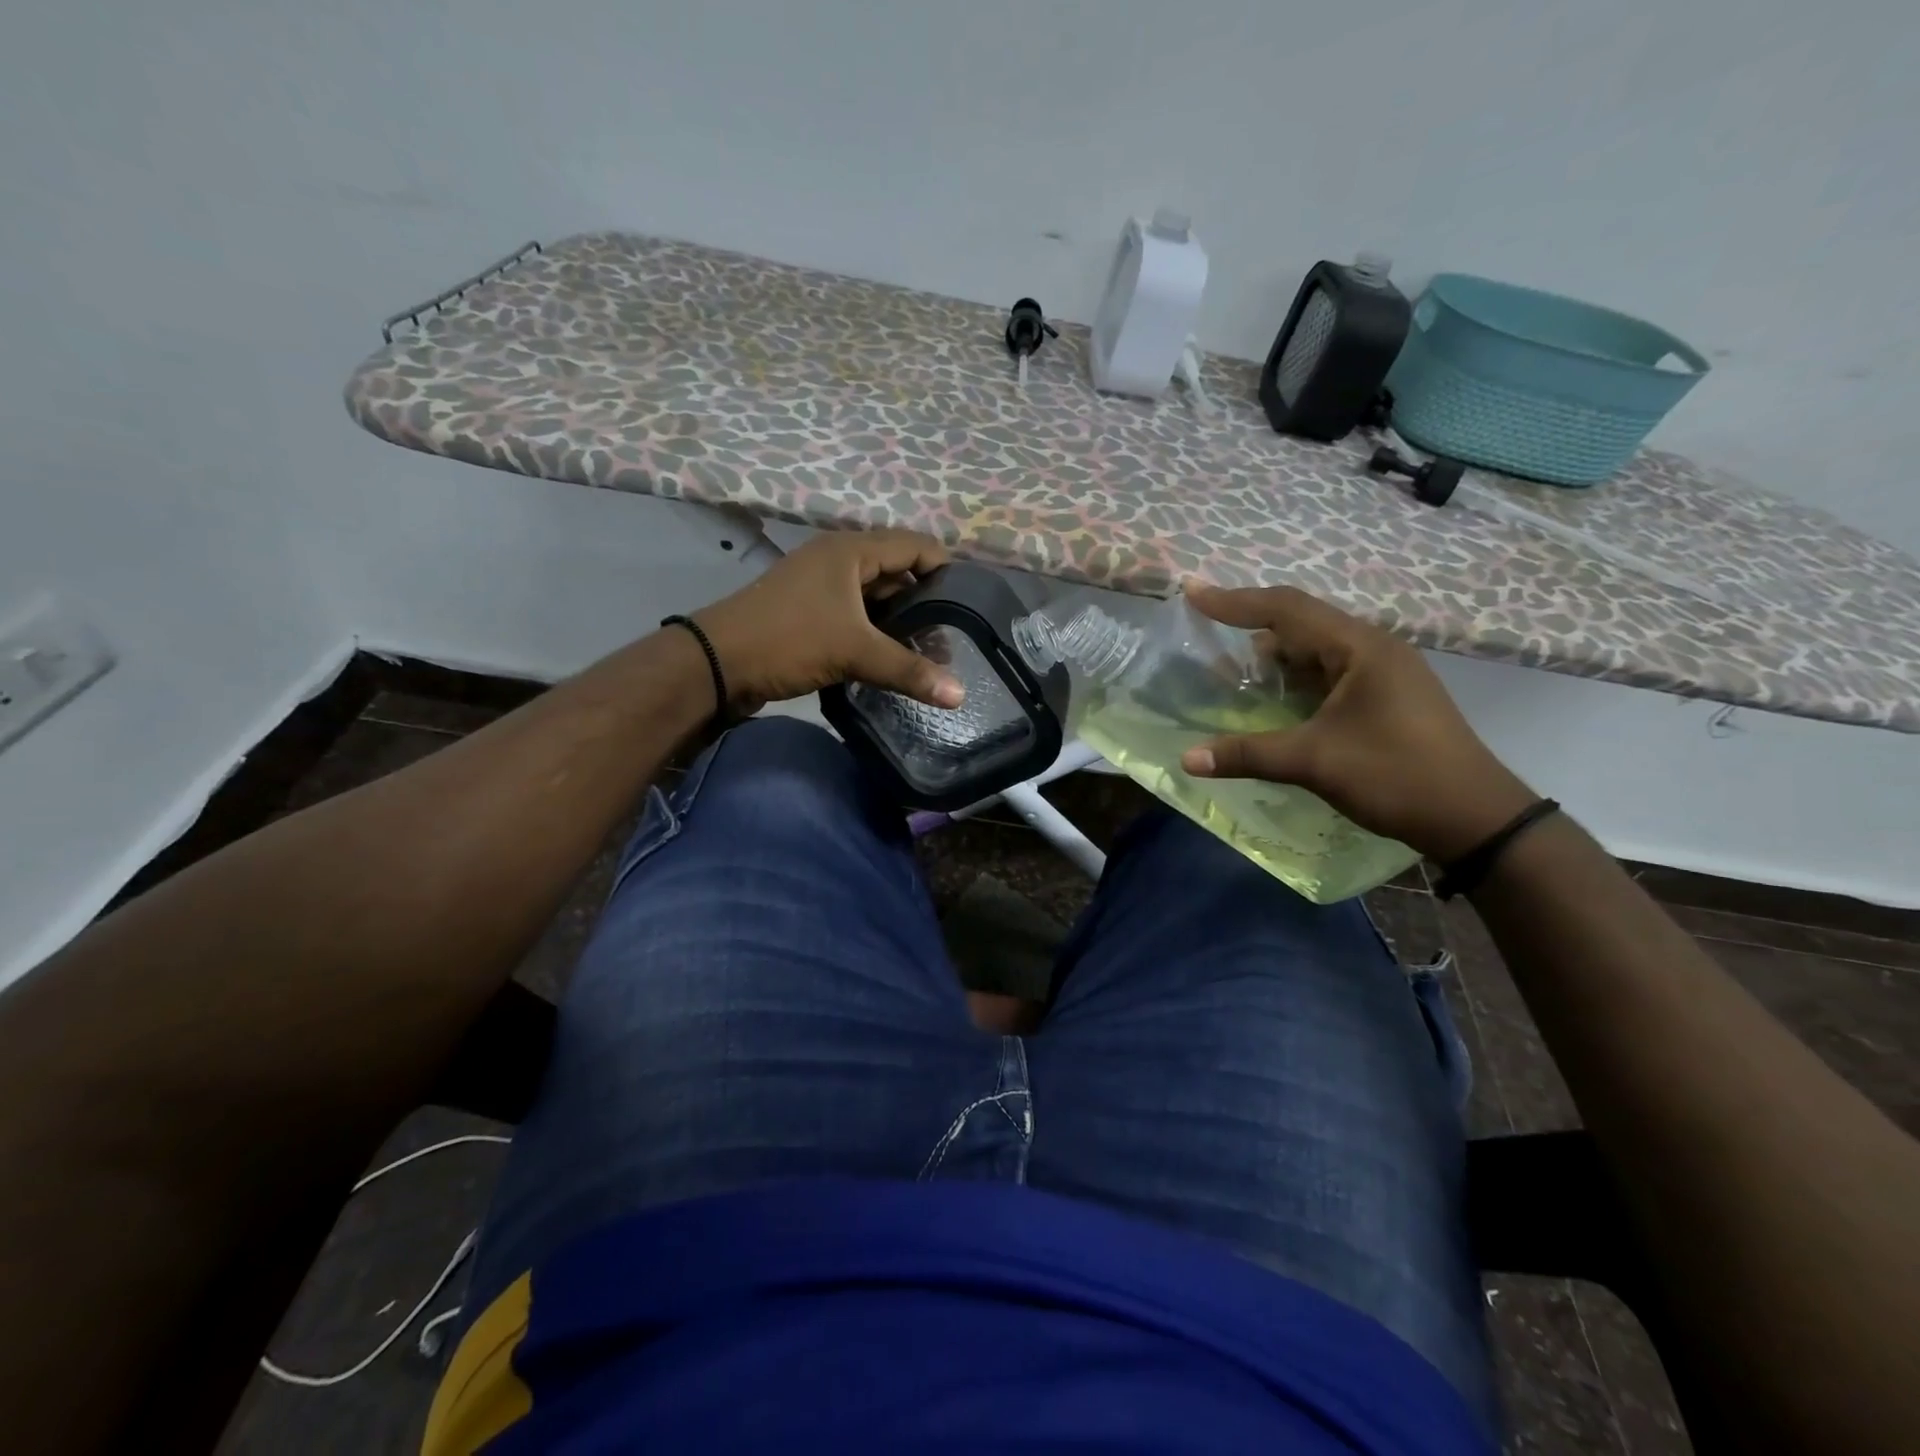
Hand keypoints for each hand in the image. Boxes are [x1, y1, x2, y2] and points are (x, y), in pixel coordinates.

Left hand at [692, 529, 965, 712]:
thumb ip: (909, 670)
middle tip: (951, 638)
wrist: (716, 663)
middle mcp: (838, 560)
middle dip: (925, 602)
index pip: (915, 546)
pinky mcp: (809, 612)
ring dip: (899, 621)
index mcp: (851, 551)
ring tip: (928, 653)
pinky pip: (855, 616)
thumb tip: (960, 695)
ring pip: (875, 597)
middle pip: (897, 571)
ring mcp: (821, 586)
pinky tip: (891, 659)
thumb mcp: (854, 652)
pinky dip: (875, 633)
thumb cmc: (788, 640)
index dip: (946, 570)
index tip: (971, 605)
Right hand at [1179, 582, 1536, 862]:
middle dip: (1249, 622)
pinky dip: (1293, 677)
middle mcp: (1372, 648)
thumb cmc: (1397, 776)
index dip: (1234, 601)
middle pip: (1300, 622)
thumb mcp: (1315, 762)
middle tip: (1205, 625)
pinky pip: (1328, 671)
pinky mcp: (1384, 696)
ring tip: (1230, 666)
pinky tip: (1272, 695)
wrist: (1474, 817)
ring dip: (1272, 655)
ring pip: (1315, 648)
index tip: (1192, 593)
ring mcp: (1382, 672)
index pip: (1286, 609)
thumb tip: (1186, 759)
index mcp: (1360, 648)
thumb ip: (1248, 754)